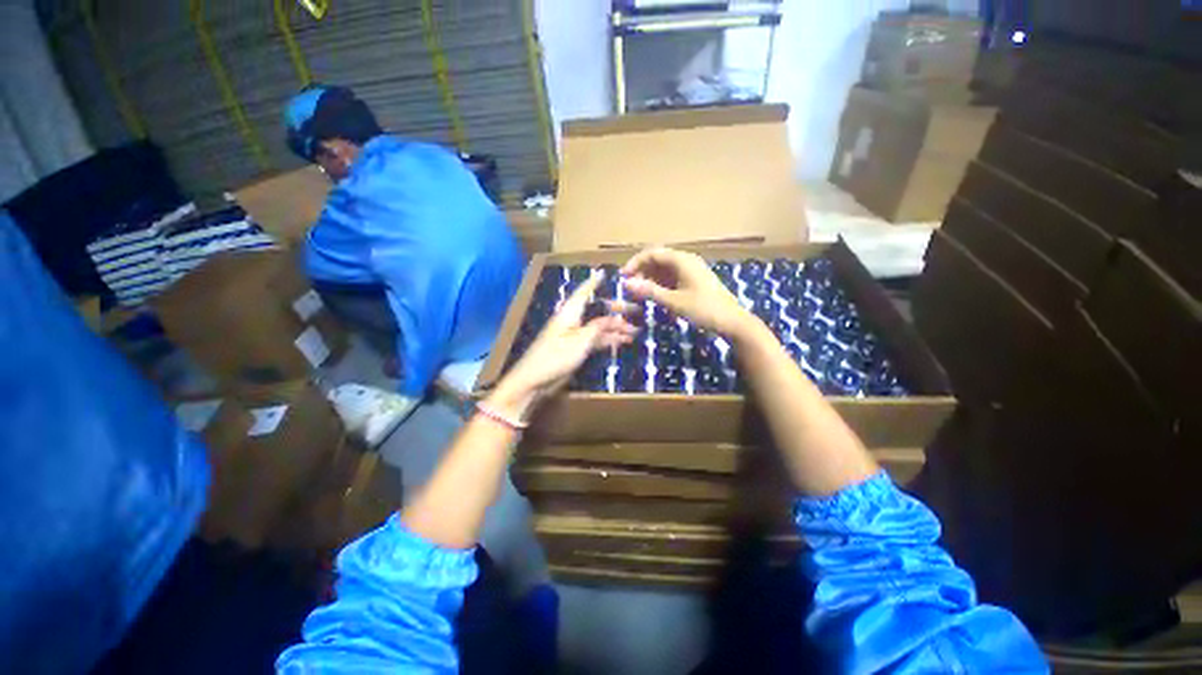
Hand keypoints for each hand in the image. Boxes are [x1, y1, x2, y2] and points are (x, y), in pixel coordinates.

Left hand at [492, 272, 637, 416]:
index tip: (605, 274)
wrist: (534, 381)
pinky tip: (623, 342)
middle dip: (615, 310)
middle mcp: (573, 321)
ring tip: (636, 331)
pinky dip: (609, 340)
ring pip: (599, 327)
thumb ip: (598, 327)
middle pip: (596, 311)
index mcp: (569, 313)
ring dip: (616, 328)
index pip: (583, 293)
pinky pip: (596, 340)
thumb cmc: (556, 357)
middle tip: (636, 310)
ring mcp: (575, 336)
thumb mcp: (580, 341)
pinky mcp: (576, 349)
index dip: (594, 283)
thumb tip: (612, 318)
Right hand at [621, 247, 753, 337]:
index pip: (653, 253)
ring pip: (664, 269)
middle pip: (658, 260)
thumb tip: (626, 283)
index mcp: (682, 260)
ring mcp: (691, 271)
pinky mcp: (694, 281)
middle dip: (642, 272)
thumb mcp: (673, 301)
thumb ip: (649, 291)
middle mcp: (686, 261)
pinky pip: (672, 277)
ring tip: (639, 294)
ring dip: (650, 279)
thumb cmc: (703, 309)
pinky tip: (654, 296)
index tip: (623, 277)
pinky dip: (660, 285)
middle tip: (630, 288)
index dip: (635, 263)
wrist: (732, 322)